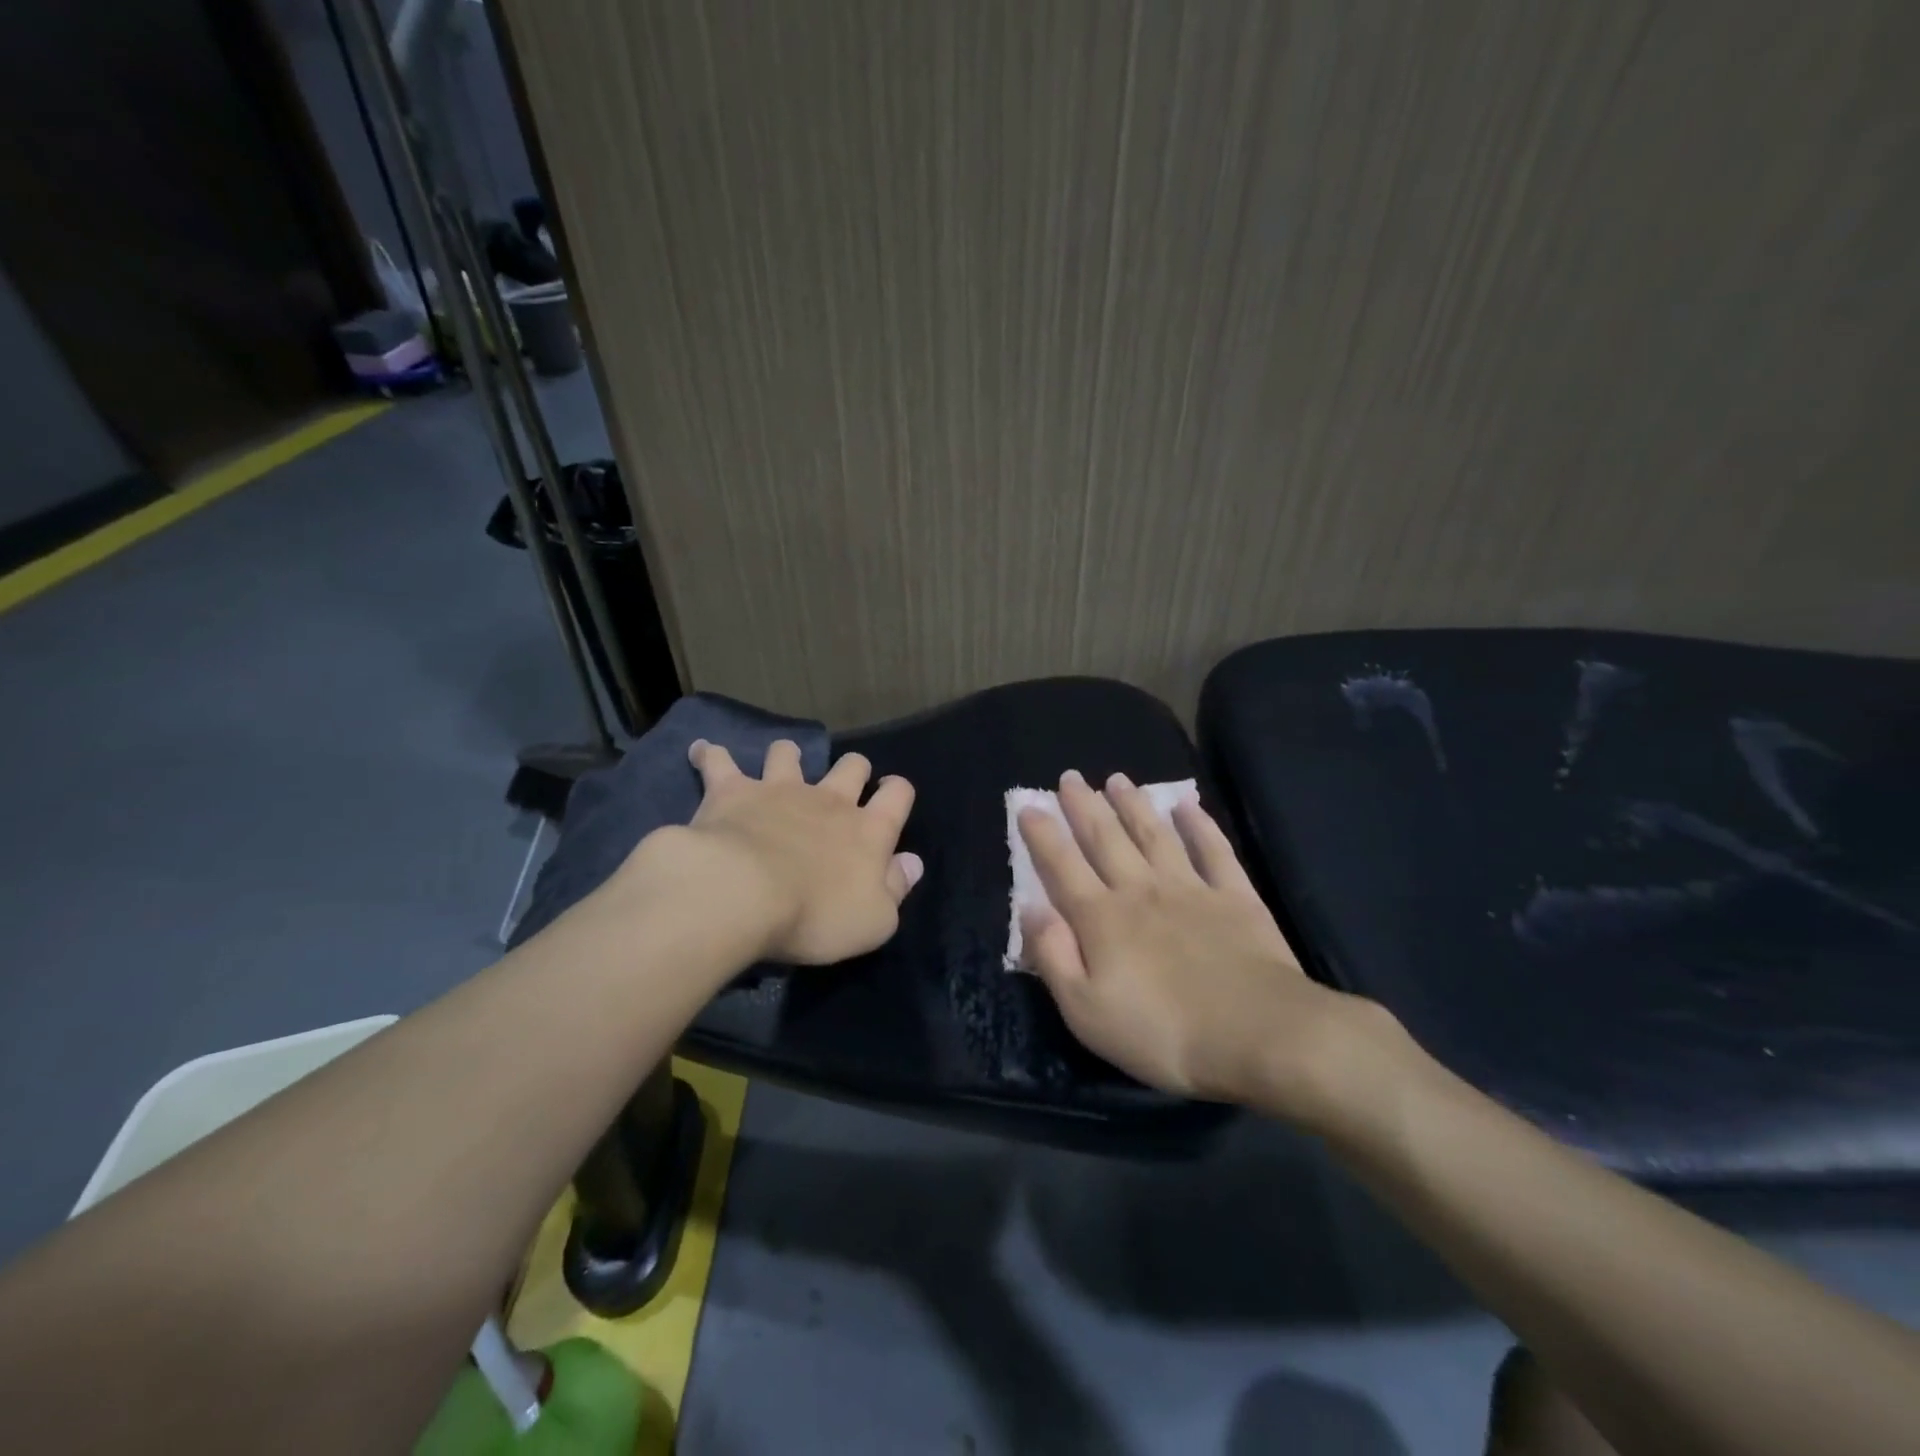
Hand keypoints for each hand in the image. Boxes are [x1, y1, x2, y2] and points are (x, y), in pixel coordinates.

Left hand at [670, 738, 923, 964]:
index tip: (892, 793)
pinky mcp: (733, 791)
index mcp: (868, 830)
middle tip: (847, 780)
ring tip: (783, 760)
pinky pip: (718, 762)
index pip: (897, 796)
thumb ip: (896, 888)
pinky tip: (701, 750)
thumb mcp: (873, 921)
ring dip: (788, 755)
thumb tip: (913, 863)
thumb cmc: (815, 915)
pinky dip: (710, 754)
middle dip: (854, 768)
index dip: (898, 791)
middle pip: (851, 766)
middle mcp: (829, 800)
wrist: (743, 894)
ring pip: (789, 755)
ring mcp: (779, 790)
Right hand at [1018, 770, 1387, 1116]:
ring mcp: (1190, 888)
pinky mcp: (1235, 897)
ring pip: (1154, 835)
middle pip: (1105, 839)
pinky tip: (1188, 805)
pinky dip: (1200, 825)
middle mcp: (1140, 890)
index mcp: (1101, 919)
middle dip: (1084, 806)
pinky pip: (1213, 850)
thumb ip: (1054, 956)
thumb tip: (1030, 908)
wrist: (1258, 1035)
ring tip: (1118, 779)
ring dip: (1133, 805)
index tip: (1027, 805)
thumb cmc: (1162, 1033)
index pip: (1062, 867)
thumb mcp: (1086, 1011)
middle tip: (1070, 778)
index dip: (1043, 835)